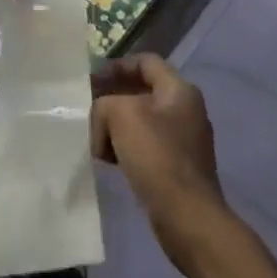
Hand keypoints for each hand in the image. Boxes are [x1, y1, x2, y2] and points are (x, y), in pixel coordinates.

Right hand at [91, 54, 233, 266]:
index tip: (92, 80)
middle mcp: (186, 110)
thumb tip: (104, 121)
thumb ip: (104, 104)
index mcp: (179, 90)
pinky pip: (147, 145)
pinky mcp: (178, 166)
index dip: (117, 65)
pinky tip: (111, 161)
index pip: (145, 62)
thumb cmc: (156, 156)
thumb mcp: (120, 115)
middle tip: (89, 109)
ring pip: (142, 120)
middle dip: (113, 98)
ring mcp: (184, 140)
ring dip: (117, 126)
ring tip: (97, 139)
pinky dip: (127, 147)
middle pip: (142, 91)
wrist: (187, 215)